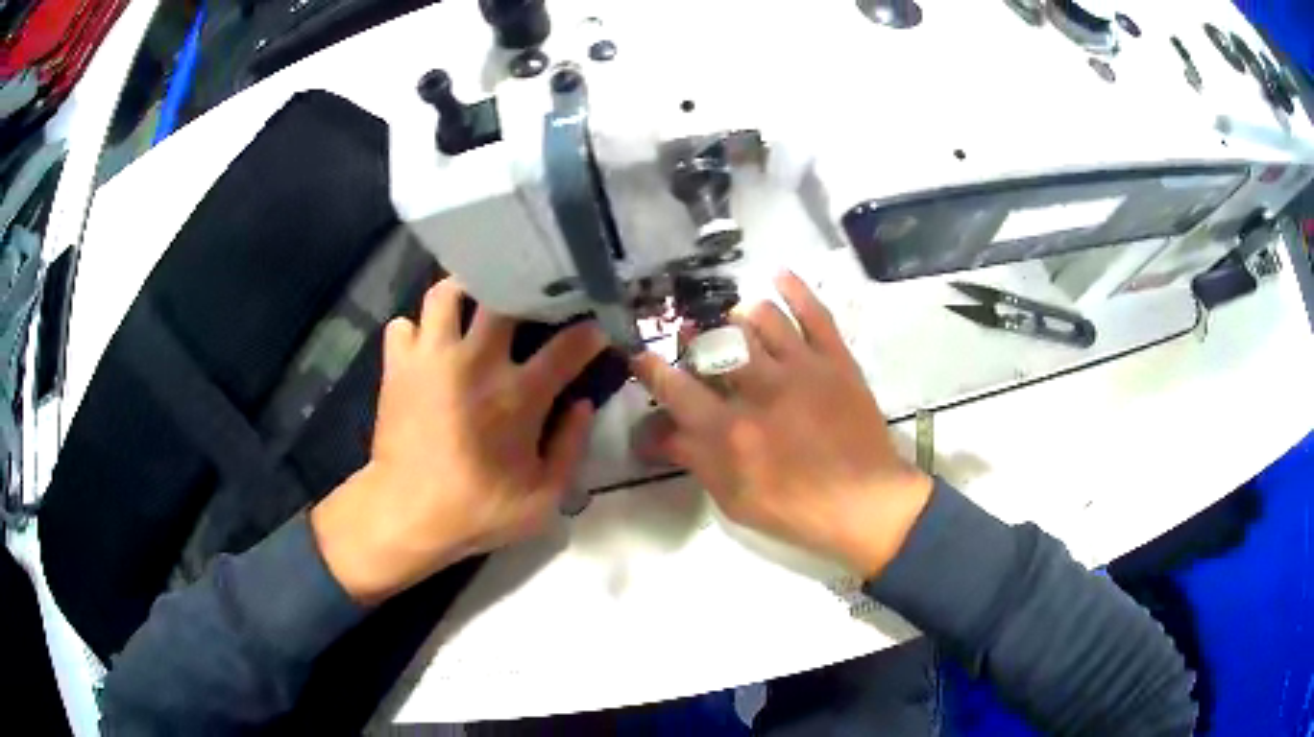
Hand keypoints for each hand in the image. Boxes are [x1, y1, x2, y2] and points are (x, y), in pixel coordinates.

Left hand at [310, 278, 606, 604]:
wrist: (406, 513)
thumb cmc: (478, 508)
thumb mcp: (544, 496)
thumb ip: (572, 447)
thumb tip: (583, 405)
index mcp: (519, 393)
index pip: (569, 344)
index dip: (589, 332)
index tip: (596, 329)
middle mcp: (477, 360)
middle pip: (504, 295)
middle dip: (522, 290)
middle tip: (528, 300)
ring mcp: (432, 356)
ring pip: (446, 291)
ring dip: (463, 293)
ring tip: (472, 305)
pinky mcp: (398, 364)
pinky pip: (403, 324)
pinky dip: (415, 330)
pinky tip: (425, 346)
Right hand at [631, 271, 932, 578]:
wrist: (865, 503)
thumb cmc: (796, 510)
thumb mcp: (733, 499)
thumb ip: (693, 458)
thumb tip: (651, 432)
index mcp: (730, 431)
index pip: (676, 388)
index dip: (652, 369)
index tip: (640, 357)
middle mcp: (760, 389)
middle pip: (715, 344)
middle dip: (695, 337)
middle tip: (692, 340)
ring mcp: (802, 368)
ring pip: (761, 318)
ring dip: (740, 317)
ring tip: (737, 323)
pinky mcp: (835, 360)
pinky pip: (815, 313)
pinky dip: (795, 289)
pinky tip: (778, 275)